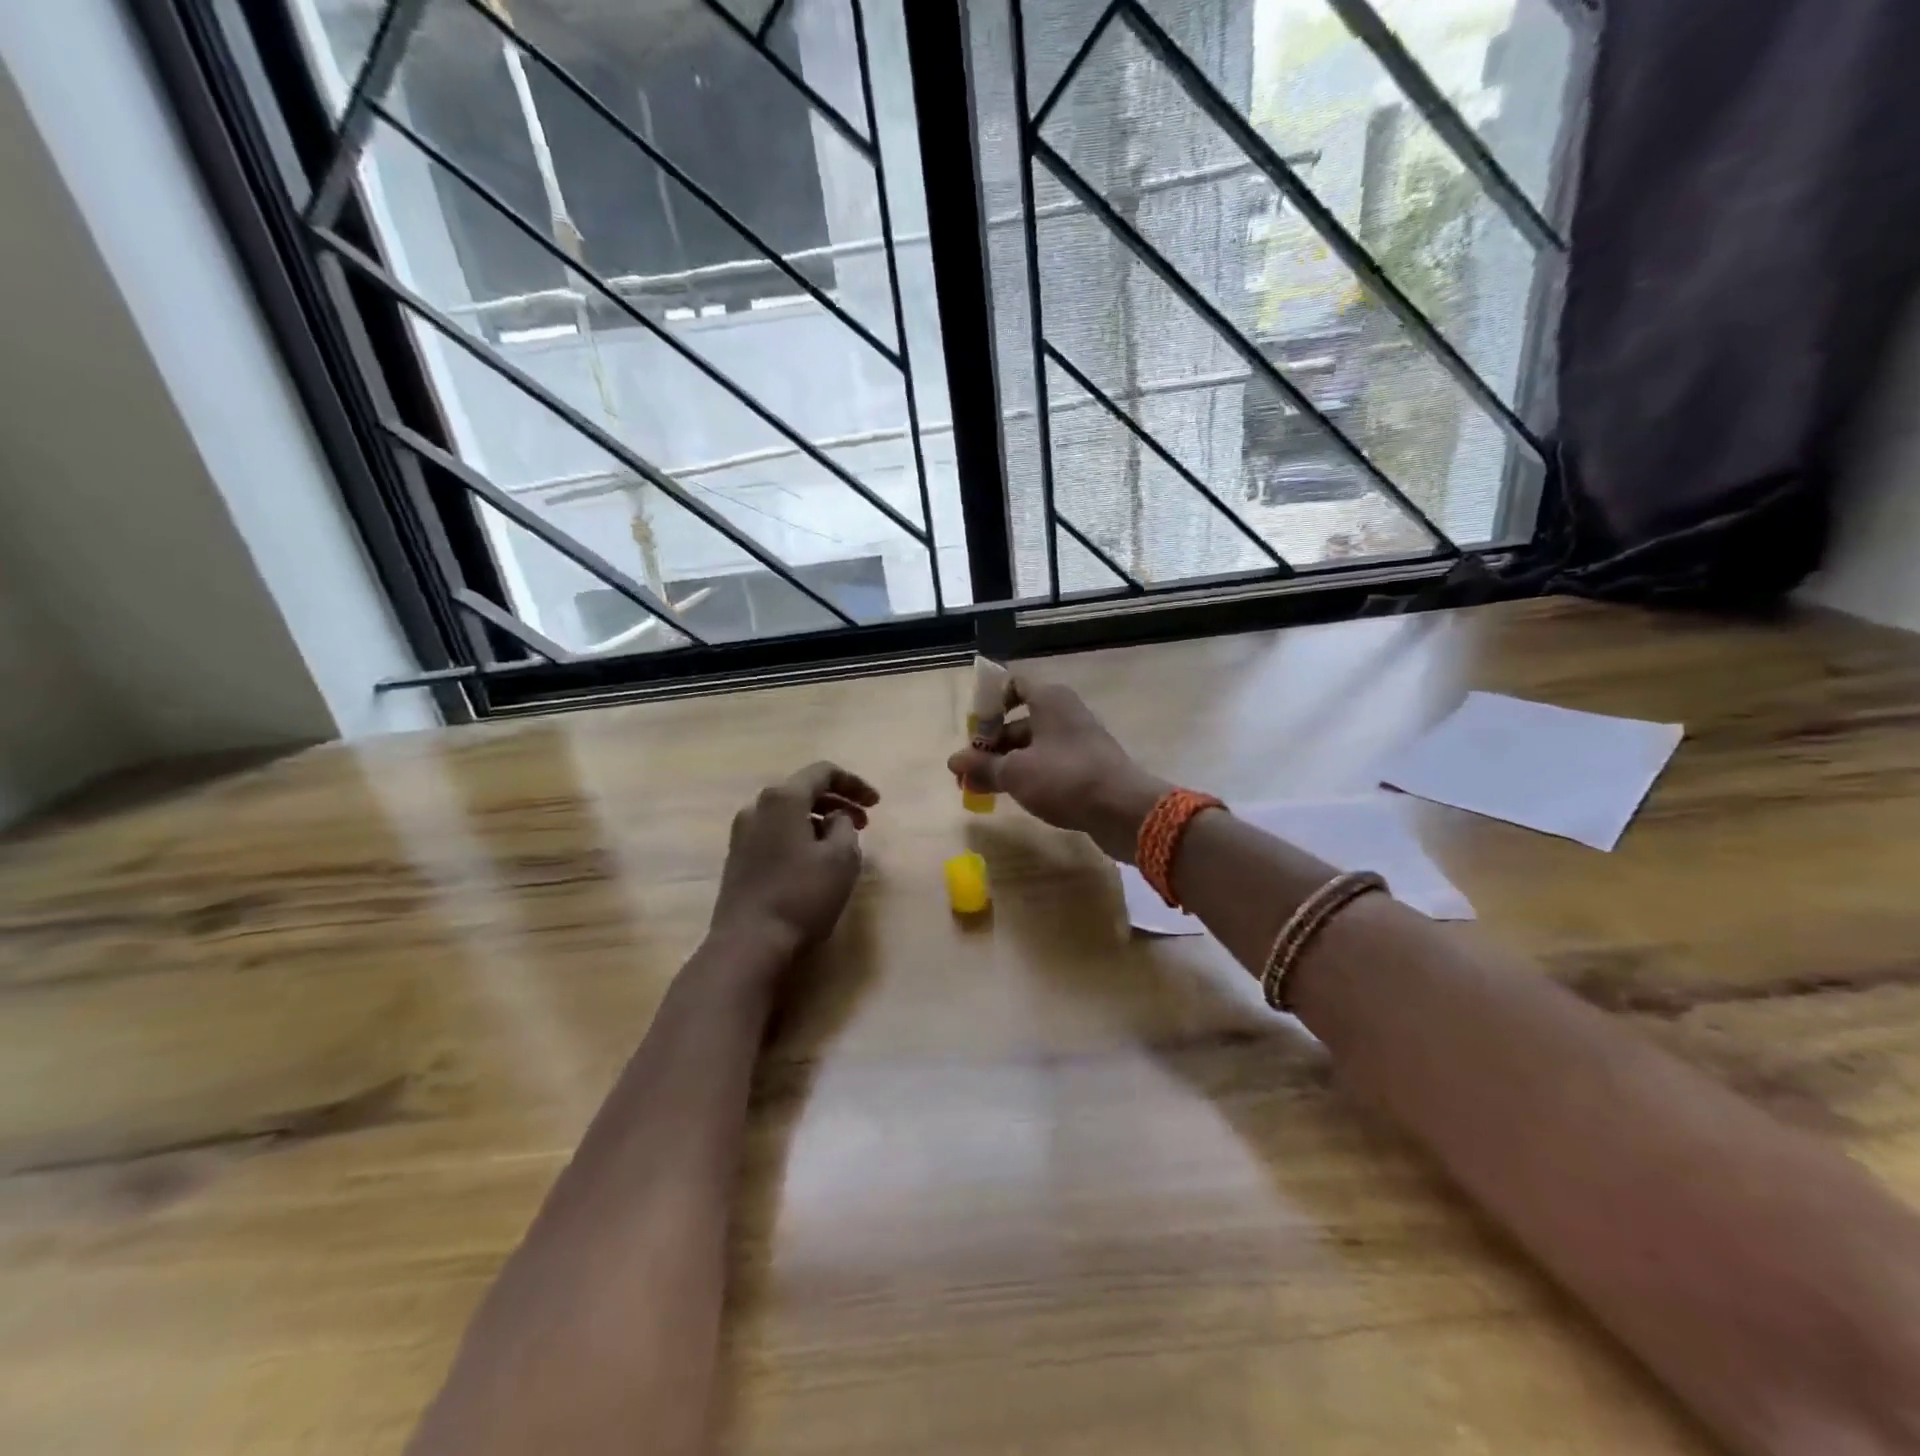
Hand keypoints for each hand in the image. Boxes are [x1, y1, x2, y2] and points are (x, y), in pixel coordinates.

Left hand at [709, 762, 877, 958]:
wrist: (748, 944)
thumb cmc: (801, 896)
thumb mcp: (841, 859)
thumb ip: (845, 826)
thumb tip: (835, 818)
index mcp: (783, 799)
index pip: (823, 772)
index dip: (854, 783)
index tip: (877, 803)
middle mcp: (757, 807)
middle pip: (803, 790)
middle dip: (838, 801)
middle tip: (865, 822)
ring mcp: (742, 833)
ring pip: (788, 813)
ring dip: (819, 820)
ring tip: (843, 842)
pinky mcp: (738, 858)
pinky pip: (776, 832)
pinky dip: (800, 835)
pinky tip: (815, 859)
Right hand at [947, 679, 1169, 862]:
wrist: (1123, 810)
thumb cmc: (1065, 778)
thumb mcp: (1016, 772)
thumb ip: (982, 766)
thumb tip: (953, 762)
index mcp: (1049, 700)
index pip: (1013, 685)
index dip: (989, 703)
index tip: (973, 731)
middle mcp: (1065, 713)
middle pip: (1019, 721)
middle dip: (991, 745)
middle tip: (967, 772)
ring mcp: (1077, 741)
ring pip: (1032, 746)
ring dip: (1005, 764)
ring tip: (980, 790)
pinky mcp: (1086, 768)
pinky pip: (1048, 764)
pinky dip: (1027, 775)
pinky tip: (1011, 796)